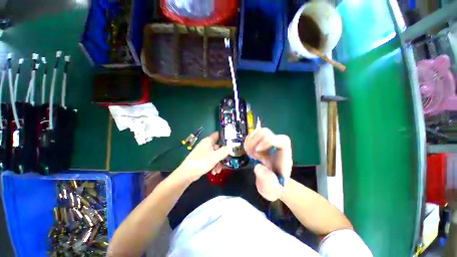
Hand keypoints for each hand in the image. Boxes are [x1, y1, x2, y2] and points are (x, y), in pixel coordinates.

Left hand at [176, 132, 229, 182]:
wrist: (187, 173)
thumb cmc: (201, 162)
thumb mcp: (215, 156)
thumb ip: (224, 151)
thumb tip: (230, 147)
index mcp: (208, 141)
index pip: (218, 135)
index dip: (225, 136)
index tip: (232, 141)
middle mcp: (206, 145)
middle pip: (218, 147)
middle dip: (223, 154)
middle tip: (227, 160)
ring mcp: (204, 152)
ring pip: (215, 155)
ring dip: (218, 162)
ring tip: (219, 170)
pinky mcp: (202, 159)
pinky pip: (211, 160)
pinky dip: (213, 165)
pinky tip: (214, 172)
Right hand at [244, 128, 291, 200]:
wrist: (272, 181)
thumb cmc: (274, 185)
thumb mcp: (272, 189)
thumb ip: (268, 181)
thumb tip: (259, 167)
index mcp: (284, 153)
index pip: (280, 140)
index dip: (267, 142)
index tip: (257, 153)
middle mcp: (277, 143)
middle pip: (265, 132)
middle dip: (254, 144)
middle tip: (252, 156)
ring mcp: (269, 140)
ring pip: (256, 132)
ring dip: (249, 144)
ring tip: (251, 155)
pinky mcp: (261, 140)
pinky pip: (251, 135)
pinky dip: (247, 143)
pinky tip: (250, 153)